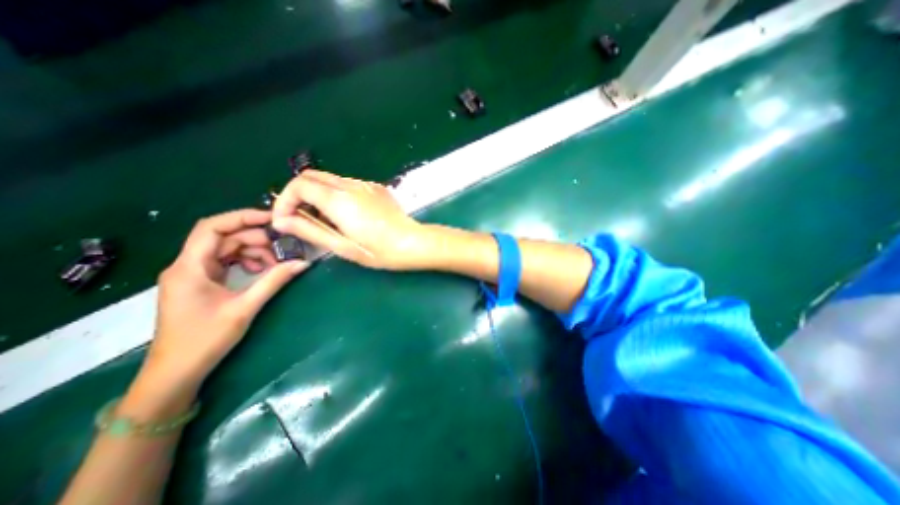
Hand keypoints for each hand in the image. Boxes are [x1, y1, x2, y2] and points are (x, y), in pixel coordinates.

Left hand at [142, 210, 307, 389]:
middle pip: (224, 238)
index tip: (273, 219)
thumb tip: (303, 263)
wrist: (176, 373)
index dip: (243, 218)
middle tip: (284, 248)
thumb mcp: (245, 308)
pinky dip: (247, 262)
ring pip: (227, 250)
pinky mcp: (202, 283)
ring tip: (275, 263)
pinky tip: (261, 271)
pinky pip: (227, 263)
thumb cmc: (204, 340)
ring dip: (253, 252)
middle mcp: (188, 265)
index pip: (212, 227)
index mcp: (190, 267)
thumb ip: (274, 281)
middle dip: (256, 239)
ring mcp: (194, 274)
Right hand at [270, 170, 431, 271]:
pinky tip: (347, 213)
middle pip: (312, 176)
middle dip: (299, 194)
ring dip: (318, 194)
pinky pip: (349, 184)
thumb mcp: (341, 246)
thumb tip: (282, 221)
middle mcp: (351, 185)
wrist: (413, 243)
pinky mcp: (377, 188)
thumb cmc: (378, 250)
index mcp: (339, 200)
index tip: (285, 220)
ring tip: (324, 218)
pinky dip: (337, 194)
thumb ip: (309, 231)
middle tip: (301, 218)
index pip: (299, 185)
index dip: (285, 201)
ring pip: (330, 179)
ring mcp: (366, 184)